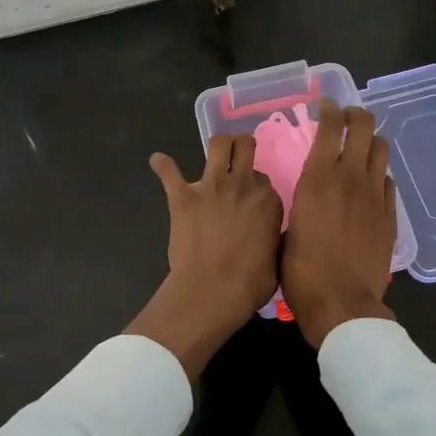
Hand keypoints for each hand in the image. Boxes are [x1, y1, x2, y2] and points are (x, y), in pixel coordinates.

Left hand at [128, 135, 282, 378]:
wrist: (212, 291)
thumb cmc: (249, 284)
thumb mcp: (277, 260)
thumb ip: (274, 238)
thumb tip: (271, 234)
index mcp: (268, 201)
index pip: (264, 180)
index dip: (257, 187)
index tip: (251, 198)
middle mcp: (242, 184)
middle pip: (246, 147)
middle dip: (243, 147)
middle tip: (238, 157)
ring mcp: (211, 186)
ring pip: (219, 144)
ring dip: (218, 145)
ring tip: (215, 152)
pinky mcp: (182, 196)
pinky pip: (169, 171)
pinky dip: (162, 164)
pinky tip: (158, 161)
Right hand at [282, 99, 396, 348]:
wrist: (343, 304)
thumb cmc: (302, 272)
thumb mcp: (286, 231)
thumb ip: (299, 205)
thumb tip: (304, 199)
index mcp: (318, 178)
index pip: (331, 127)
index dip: (330, 110)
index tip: (326, 106)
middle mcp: (349, 178)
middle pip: (364, 127)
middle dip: (356, 115)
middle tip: (347, 119)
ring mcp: (375, 195)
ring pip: (381, 149)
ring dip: (371, 141)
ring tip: (361, 147)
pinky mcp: (390, 215)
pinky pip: (388, 182)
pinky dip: (379, 175)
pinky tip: (371, 184)